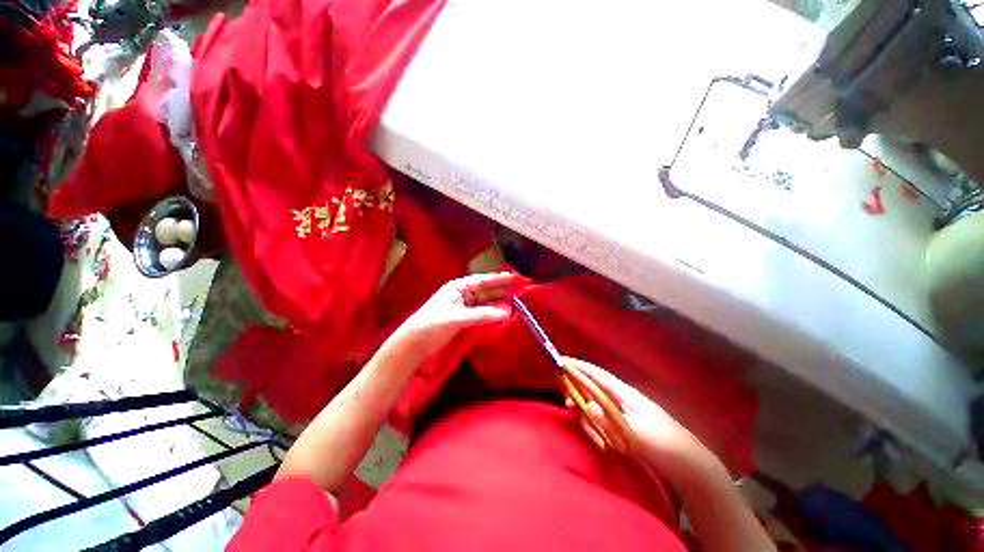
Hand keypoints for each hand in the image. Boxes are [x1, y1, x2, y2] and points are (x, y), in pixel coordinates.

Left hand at [394, 272, 519, 359]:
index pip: (482, 280)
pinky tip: (501, 314)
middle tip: (520, 291)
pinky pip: (481, 312)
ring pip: (484, 301)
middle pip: (485, 290)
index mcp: (458, 287)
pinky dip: (491, 312)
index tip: (514, 278)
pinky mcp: (463, 318)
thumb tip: (507, 312)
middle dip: (501, 290)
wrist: (414, 343)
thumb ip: (482, 315)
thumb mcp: (457, 318)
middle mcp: (462, 294)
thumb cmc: (432, 324)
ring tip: (515, 302)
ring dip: (497, 302)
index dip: (498, 279)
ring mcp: (463, 306)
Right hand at [563, 357, 726, 491]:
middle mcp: (621, 399)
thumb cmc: (663, 444)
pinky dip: (598, 430)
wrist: (689, 465)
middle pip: (592, 390)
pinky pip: (604, 422)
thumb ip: (608, 419)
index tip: (561, 361)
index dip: (579, 366)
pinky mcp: (625, 426)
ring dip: (589, 419)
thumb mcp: (634, 433)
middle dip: (578, 396)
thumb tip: (586, 405)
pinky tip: (603, 444)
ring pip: (596, 407)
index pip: (597, 374)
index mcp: (624, 394)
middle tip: (568, 407)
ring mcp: (623, 413)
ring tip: (595, 438)